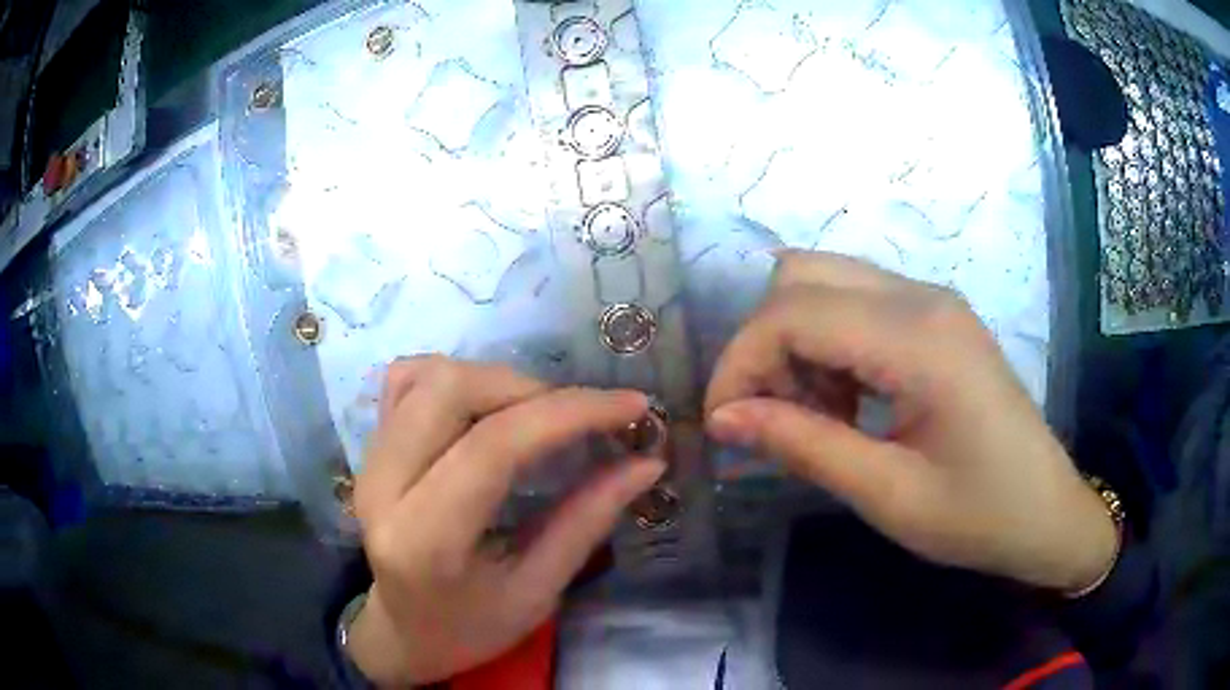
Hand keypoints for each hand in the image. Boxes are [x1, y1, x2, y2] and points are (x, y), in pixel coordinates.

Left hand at [348, 356, 664, 684]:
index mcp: (425, 540)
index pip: (493, 447)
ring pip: (430, 375)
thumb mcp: (538, 592)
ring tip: (540, 414)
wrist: (405, 632)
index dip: (569, 414)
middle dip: (532, 388)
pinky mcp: (369, 446)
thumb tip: (646, 462)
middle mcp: (383, 486)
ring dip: (498, 380)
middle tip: (581, 417)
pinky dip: (458, 377)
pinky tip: (488, 406)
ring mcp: (369, 459)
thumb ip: (586, 521)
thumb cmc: (472, 628)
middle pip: (452, 390)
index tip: (632, 406)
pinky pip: (408, 379)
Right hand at [704, 251, 1116, 592]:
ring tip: (809, 414)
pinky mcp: (936, 317)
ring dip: (795, 341)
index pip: (793, 313)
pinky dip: (827, 343)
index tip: (722, 424)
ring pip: (826, 282)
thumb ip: (803, 446)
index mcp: (919, 339)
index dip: (740, 362)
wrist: (1047, 512)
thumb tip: (724, 417)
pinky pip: (857, 303)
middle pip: (801, 275)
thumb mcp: (887, 495)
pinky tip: (844, 402)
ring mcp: (932, 301)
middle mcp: (922, 297)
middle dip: (763, 342)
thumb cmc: (978, 516)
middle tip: (765, 414)